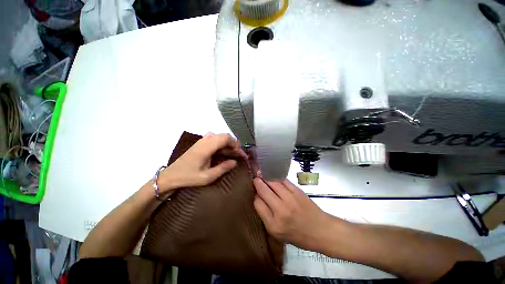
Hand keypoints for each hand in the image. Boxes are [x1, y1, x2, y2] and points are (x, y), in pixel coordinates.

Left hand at [158, 133, 246, 193]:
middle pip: (224, 136)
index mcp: (207, 147)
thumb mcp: (207, 177)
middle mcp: (205, 141)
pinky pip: (214, 138)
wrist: (170, 176)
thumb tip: (235, 162)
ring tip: (232, 153)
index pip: (225, 138)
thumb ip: (222, 168)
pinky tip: (222, 150)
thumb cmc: (188, 177)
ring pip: (219, 136)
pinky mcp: (200, 144)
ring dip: (228, 143)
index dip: (235, 144)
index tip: (240, 154)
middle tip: (238, 154)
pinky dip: (221, 143)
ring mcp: (201, 141)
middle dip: (233, 144)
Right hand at [253, 178, 332, 251]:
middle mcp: (281, 210)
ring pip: (273, 183)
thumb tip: (259, 198)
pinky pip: (283, 181)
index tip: (256, 194)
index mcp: (274, 224)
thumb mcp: (278, 233)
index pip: (257, 203)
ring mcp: (290, 199)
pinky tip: (276, 180)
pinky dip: (278, 179)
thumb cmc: (298, 235)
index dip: (255, 197)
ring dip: (267, 179)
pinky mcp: (297, 191)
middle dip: (258, 183)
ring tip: (264, 177)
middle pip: (264, 191)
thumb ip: (266, 216)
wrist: (320, 230)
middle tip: (256, 179)